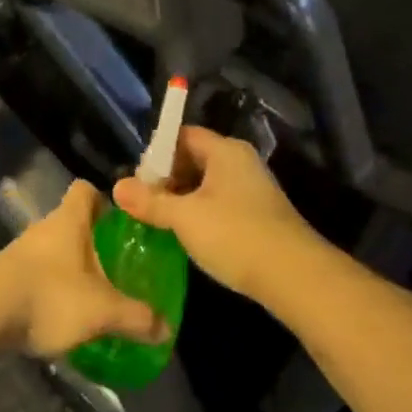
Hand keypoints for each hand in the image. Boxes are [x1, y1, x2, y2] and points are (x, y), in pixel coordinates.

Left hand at [0, 181, 171, 357]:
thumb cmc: (50, 296)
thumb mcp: (102, 311)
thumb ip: (136, 318)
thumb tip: (167, 329)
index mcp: (69, 220)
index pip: (85, 190)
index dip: (103, 201)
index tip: (120, 222)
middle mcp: (44, 228)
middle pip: (71, 222)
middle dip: (91, 241)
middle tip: (114, 266)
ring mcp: (21, 252)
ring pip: (53, 250)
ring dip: (69, 267)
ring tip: (90, 296)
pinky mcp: (5, 277)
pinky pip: (36, 274)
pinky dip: (49, 288)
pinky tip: (60, 315)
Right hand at [113, 126, 321, 300]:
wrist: (294, 276)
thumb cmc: (235, 235)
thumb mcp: (185, 218)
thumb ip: (151, 201)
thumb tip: (117, 186)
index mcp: (225, 150)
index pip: (184, 135)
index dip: (158, 152)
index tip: (137, 178)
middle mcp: (241, 162)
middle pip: (195, 158)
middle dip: (167, 179)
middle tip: (143, 203)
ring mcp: (253, 188)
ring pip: (208, 184)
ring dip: (183, 199)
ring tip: (159, 222)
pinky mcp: (259, 214)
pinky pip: (222, 203)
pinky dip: (202, 213)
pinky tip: (189, 237)